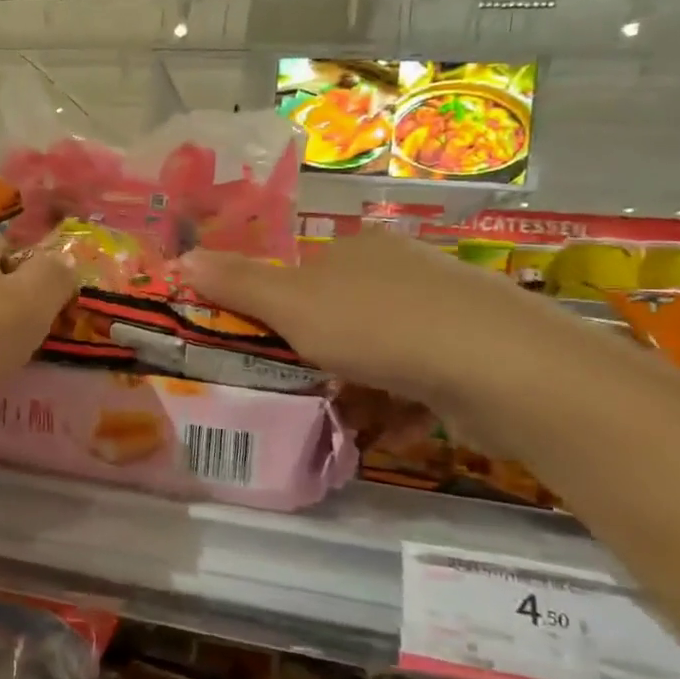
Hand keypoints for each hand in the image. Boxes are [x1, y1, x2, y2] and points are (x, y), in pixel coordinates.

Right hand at [179, 230, 571, 403]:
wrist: (498, 367)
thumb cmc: (378, 326)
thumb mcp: (292, 304)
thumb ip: (238, 284)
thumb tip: (181, 258)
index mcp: (359, 250)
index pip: (303, 276)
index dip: (277, 312)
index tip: (263, 350)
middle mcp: (402, 271)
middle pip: (341, 314)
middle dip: (317, 355)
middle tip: (297, 388)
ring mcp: (443, 312)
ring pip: (379, 351)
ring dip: (355, 386)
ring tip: (338, 418)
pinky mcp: (471, 355)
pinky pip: (416, 379)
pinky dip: (396, 404)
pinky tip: (385, 428)